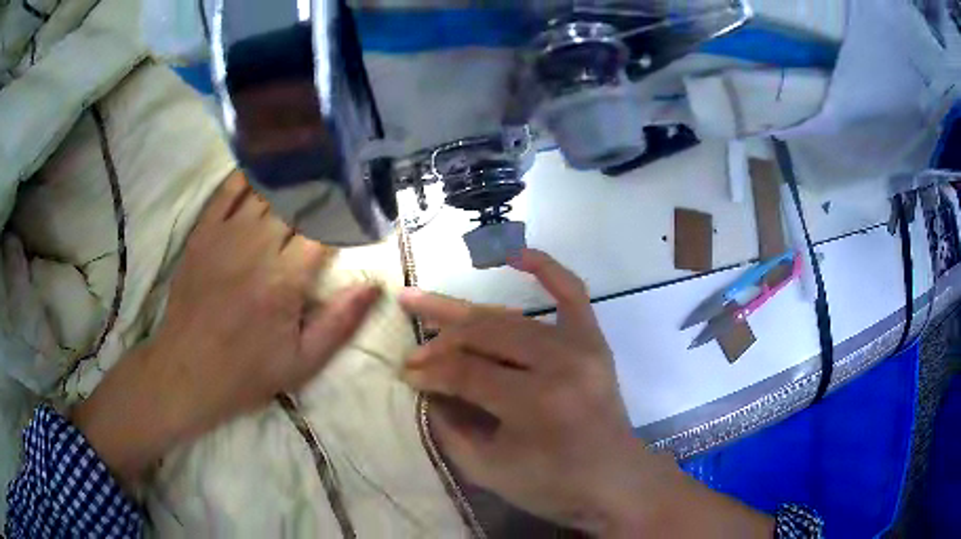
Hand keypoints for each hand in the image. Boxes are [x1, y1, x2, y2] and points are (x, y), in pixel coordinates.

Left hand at [73, 173, 379, 486]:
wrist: (187, 370)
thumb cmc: (247, 371)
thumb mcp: (302, 362)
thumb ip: (340, 322)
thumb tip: (374, 286)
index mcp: (285, 279)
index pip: (325, 229)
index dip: (344, 215)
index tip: (357, 209)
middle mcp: (257, 246)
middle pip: (297, 203)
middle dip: (321, 193)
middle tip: (337, 183)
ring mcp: (226, 234)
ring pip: (266, 191)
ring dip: (291, 179)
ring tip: (310, 166)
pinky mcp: (203, 232)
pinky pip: (228, 190)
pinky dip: (248, 175)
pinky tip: (265, 167)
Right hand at [399, 250, 771, 536]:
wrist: (616, 480)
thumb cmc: (553, 486)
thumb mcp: (488, 470)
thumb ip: (450, 426)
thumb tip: (427, 385)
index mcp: (535, 403)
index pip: (465, 373)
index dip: (429, 372)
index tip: (405, 373)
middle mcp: (560, 364)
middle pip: (484, 337)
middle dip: (440, 341)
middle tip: (412, 348)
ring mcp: (582, 347)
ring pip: (510, 318)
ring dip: (465, 314)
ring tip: (425, 302)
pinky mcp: (594, 341)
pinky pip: (571, 291)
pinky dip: (545, 267)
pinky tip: (513, 253)